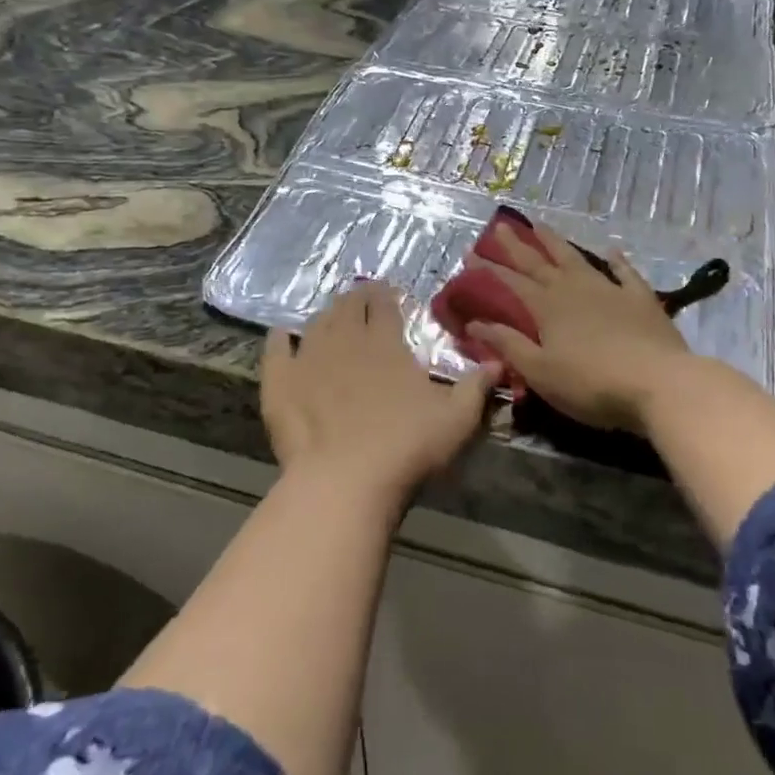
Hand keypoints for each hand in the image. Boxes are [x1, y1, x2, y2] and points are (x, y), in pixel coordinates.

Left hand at [262, 281, 500, 503]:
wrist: (346, 480)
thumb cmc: (407, 446)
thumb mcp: (457, 418)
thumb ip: (477, 386)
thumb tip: (499, 361)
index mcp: (386, 343)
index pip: (384, 305)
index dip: (387, 296)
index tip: (389, 294)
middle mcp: (345, 340)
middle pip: (348, 307)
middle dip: (356, 299)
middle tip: (362, 299)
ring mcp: (308, 358)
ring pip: (316, 323)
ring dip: (326, 315)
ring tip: (332, 316)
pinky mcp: (280, 383)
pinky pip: (276, 349)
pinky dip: (279, 338)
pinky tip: (282, 334)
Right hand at [467, 223, 691, 435]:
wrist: (659, 383)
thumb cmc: (591, 384)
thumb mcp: (540, 371)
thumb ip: (508, 345)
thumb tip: (475, 323)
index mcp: (547, 307)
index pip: (511, 283)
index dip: (489, 269)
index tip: (469, 254)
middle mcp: (574, 289)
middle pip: (540, 263)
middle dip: (517, 246)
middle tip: (500, 226)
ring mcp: (610, 290)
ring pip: (576, 259)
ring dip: (556, 242)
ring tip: (541, 225)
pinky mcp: (640, 299)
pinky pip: (625, 273)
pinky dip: (616, 261)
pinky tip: (611, 250)